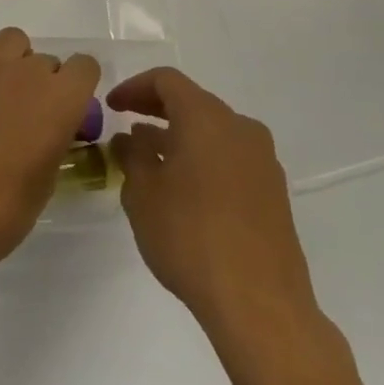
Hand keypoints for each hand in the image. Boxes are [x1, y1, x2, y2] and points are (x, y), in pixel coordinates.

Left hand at [0, 29, 99, 306]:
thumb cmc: (0, 211)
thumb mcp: (45, 181)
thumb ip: (55, 139)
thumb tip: (50, 128)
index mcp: (62, 101)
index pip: (85, 66)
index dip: (77, 87)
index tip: (65, 111)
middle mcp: (29, 72)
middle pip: (47, 60)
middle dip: (43, 84)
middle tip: (25, 117)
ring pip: (13, 41)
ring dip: (14, 62)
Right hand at [108, 68, 319, 339]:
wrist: (260, 303)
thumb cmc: (190, 237)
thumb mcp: (142, 193)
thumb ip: (133, 155)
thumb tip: (132, 137)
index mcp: (207, 118)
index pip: (166, 81)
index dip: (133, 87)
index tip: (111, 106)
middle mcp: (240, 128)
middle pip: (193, 102)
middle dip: (156, 109)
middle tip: (125, 124)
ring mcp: (262, 160)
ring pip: (213, 131)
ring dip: (179, 136)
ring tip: (148, 159)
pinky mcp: (273, 191)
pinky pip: (230, 156)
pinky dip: (202, 157)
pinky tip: (182, 187)